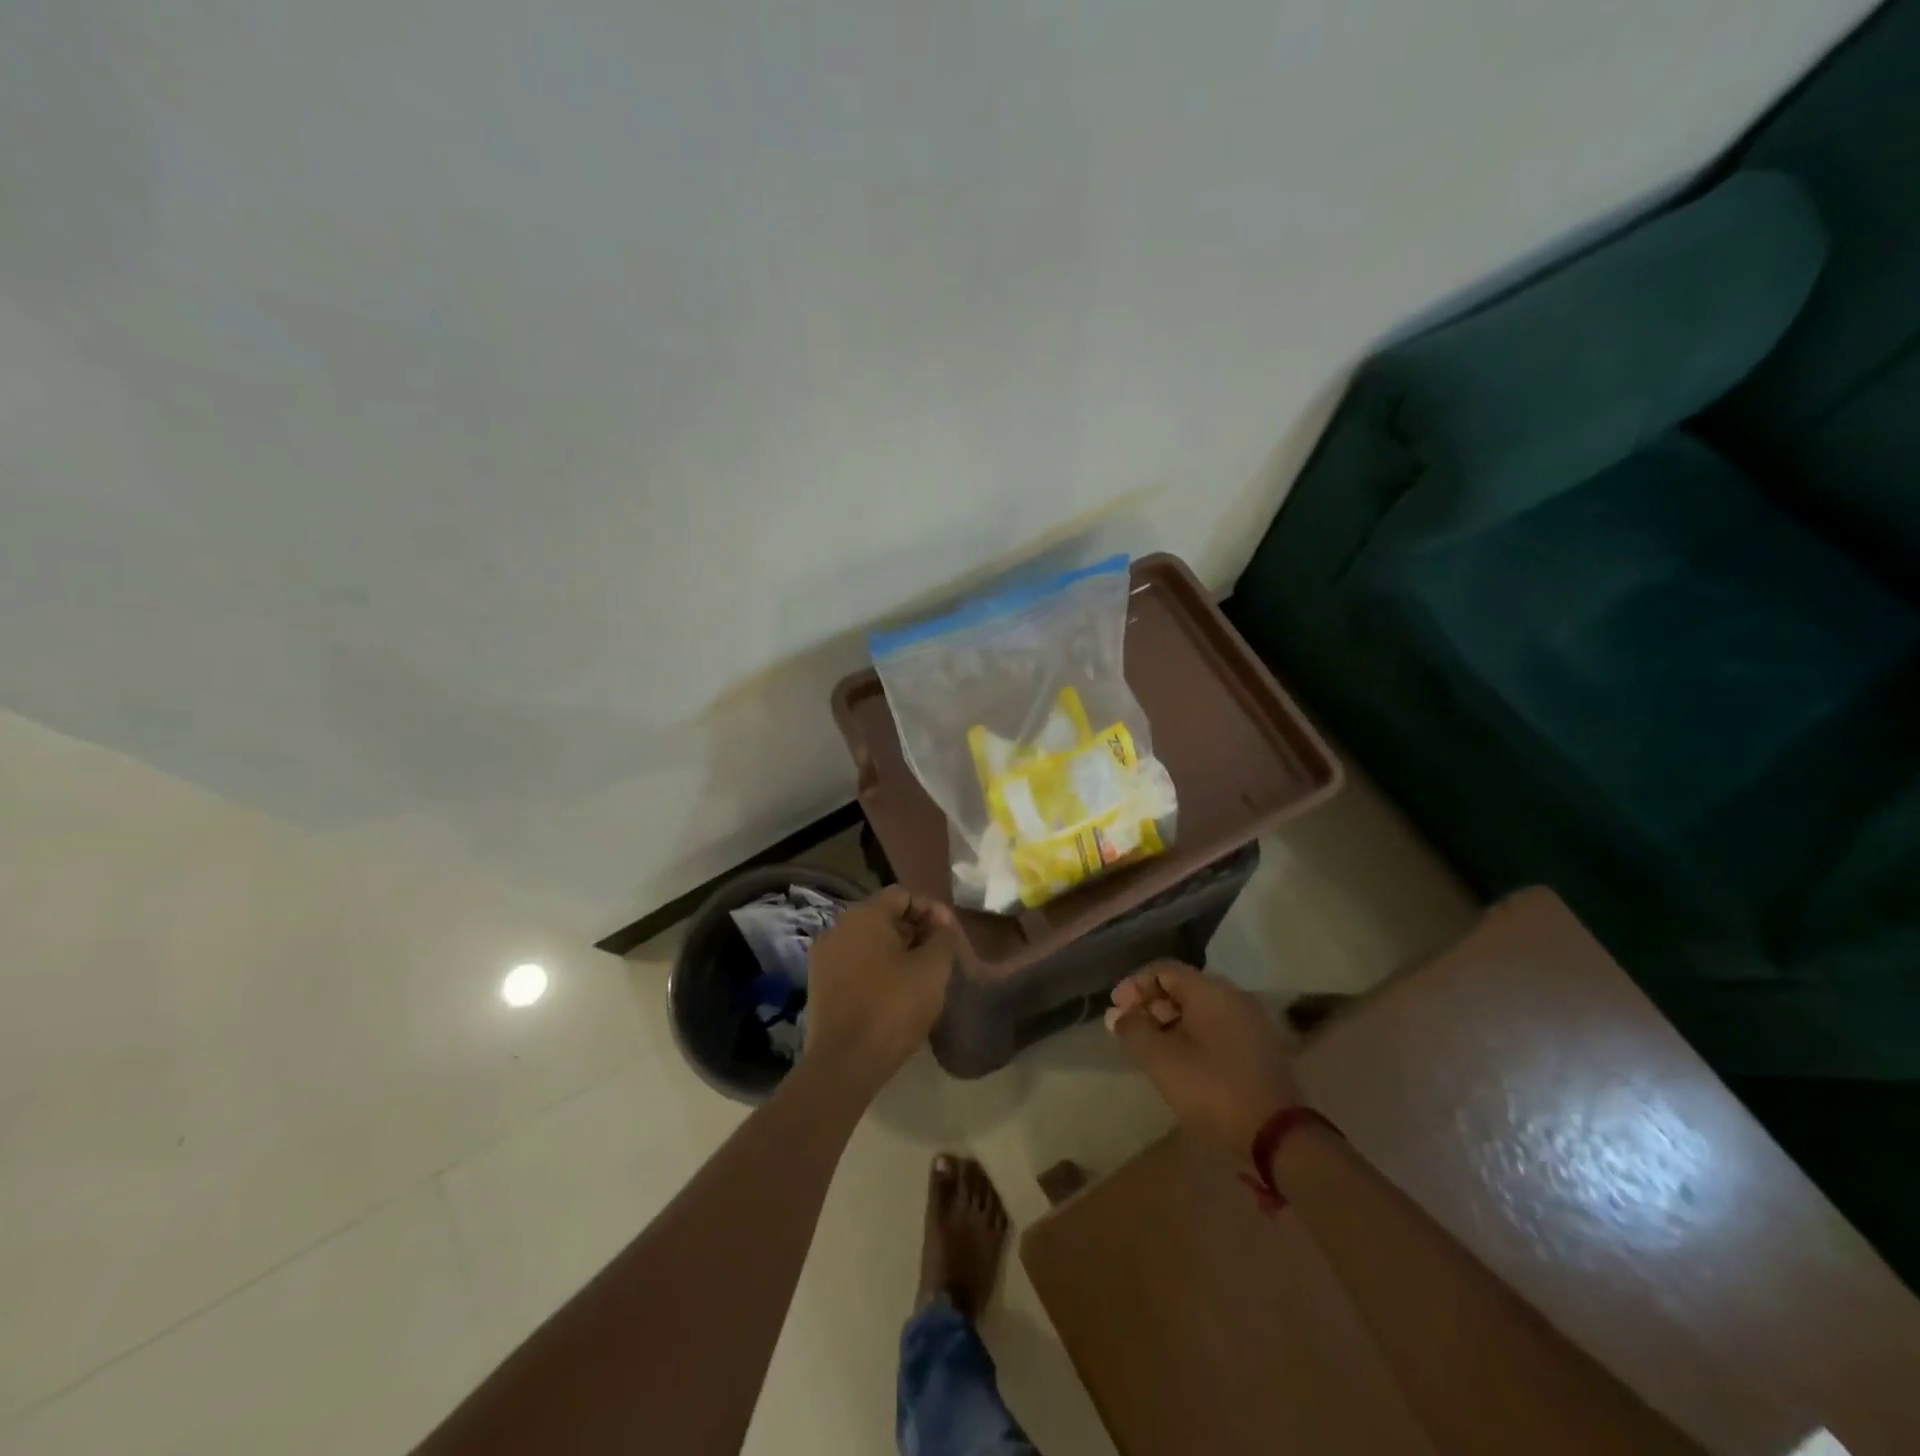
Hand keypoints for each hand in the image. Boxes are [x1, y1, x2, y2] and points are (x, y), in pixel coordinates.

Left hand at [806, 886, 956, 1084]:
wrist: (845, 1062)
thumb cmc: (893, 1007)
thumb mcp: (932, 969)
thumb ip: (943, 938)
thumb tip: (942, 925)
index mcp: (864, 915)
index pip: (903, 895)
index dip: (931, 910)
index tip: (950, 933)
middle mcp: (838, 927)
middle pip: (883, 916)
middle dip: (914, 930)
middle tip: (938, 954)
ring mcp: (824, 956)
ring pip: (868, 941)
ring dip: (896, 950)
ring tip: (920, 974)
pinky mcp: (819, 984)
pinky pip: (854, 963)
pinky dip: (876, 968)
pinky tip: (894, 991)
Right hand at [1106, 962, 1299, 1166]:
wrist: (1277, 1135)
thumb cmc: (1212, 1089)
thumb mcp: (1162, 1060)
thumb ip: (1134, 1031)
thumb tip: (1117, 1015)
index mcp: (1210, 990)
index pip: (1164, 970)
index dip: (1135, 986)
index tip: (1116, 1011)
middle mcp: (1232, 996)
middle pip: (1183, 987)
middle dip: (1151, 1004)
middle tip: (1130, 1029)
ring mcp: (1250, 1021)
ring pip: (1200, 1008)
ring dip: (1170, 1021)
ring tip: (1150, 1047)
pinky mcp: (1259, 1047)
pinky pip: (1216, 1026)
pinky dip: (1192, 1034)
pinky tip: (1179, 1059)